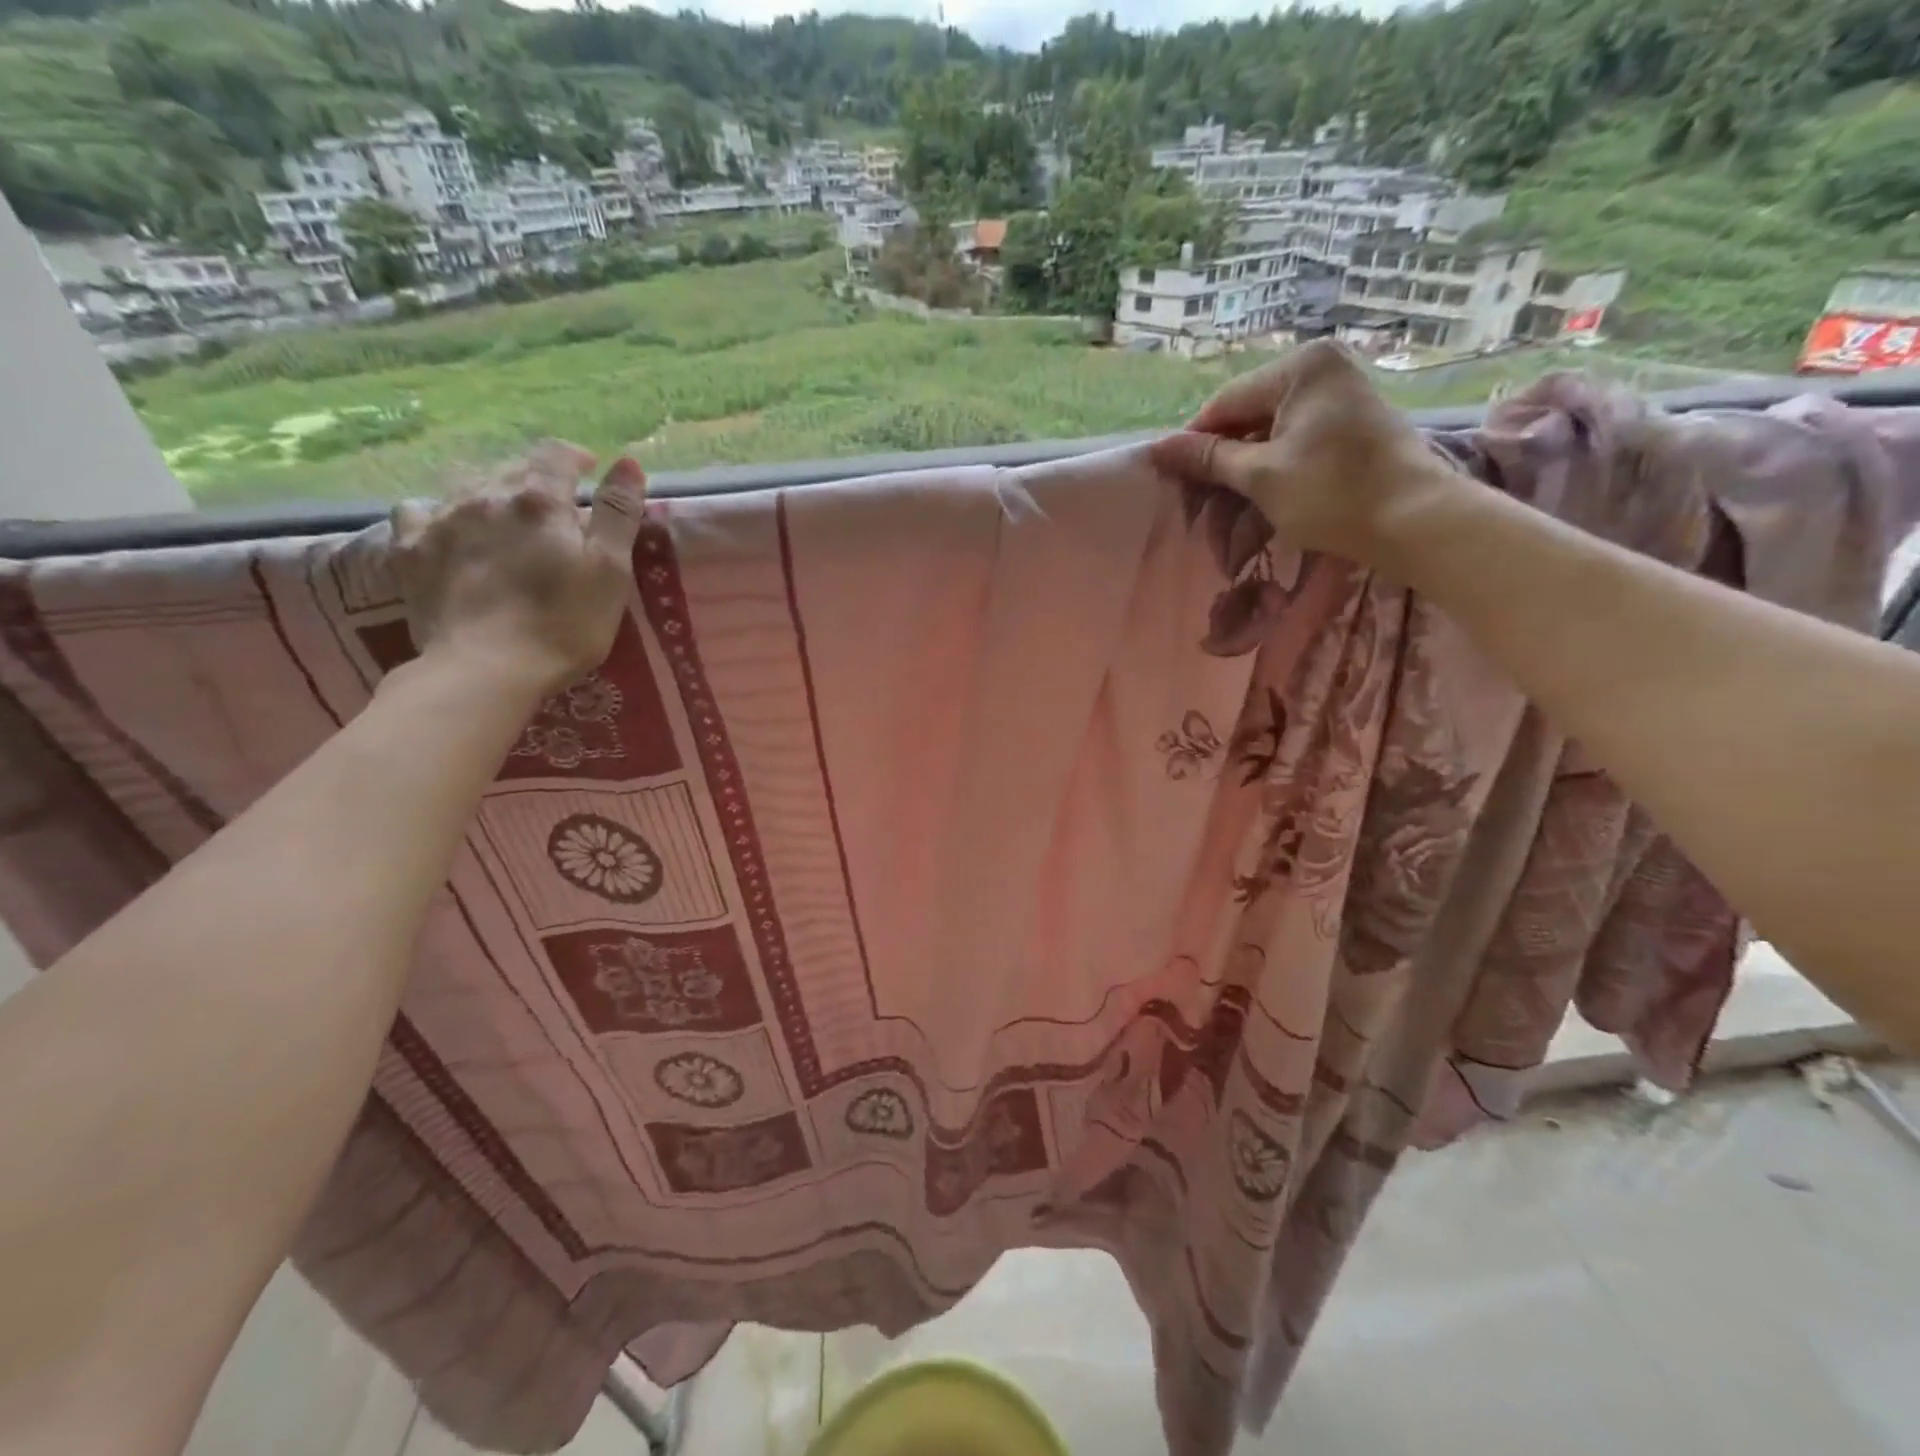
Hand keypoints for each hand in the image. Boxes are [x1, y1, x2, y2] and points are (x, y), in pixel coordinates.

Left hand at [389, 440, 647, 695]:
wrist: (486, 670)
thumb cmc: (564, 624)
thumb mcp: (610, 571)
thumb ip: (618, 513)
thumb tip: (628, 461)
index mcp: (540, 500)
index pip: (557, 454)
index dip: (576, 457)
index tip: (589, 471)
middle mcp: (486, 496)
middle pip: (513, 468)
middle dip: (537, 478)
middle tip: (556, 506)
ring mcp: (442, 520)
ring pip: (468, 486)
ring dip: (492, 492)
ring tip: (507, 518)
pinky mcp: (410, 550)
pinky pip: (418, 511)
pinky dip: (439, 513)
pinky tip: (449, 529)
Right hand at [1148, 339, 1460, 564]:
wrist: (1414, 519)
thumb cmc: (1332, 493)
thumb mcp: (1260, 476)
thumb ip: (1209, 458)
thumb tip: (1158, 448)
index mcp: (1300, 367)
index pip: (1225, 403)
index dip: (1195, 442)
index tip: (1172, 479)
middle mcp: (1322, 366)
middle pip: (1248, 411)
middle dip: (1223, 453)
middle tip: (1200, 494)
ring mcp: (1341, 390)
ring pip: (1271, 425)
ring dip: (1247, 461)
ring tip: (1229, 497)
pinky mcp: (1352, 418)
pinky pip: (1296, 433)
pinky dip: (1275, 460)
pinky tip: (1264, 488)